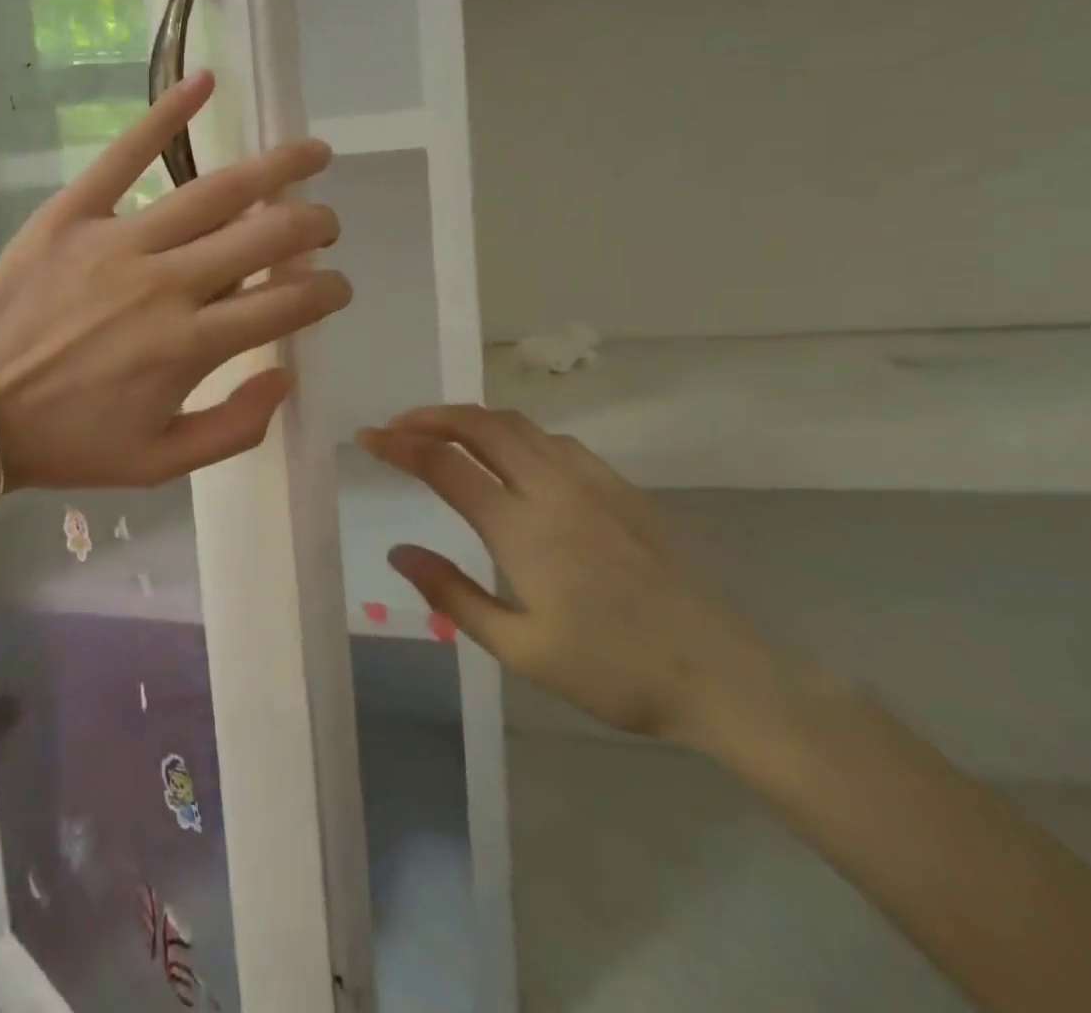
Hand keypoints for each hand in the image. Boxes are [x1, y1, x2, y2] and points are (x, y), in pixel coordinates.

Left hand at [0, 71, 350, 490]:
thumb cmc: (69, 443)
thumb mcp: (161, 463)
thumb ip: (236, 427)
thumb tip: (286, 374)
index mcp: (189, 347)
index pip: (285, 304)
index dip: (326, 293)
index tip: (338, 287)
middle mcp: (165, 284)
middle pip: (264, 237)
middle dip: (313, 226)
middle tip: (328, 223)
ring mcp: (118, 241)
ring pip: (215, 192)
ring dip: (276, 168)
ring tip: (312, 153)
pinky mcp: (72, 213)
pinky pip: (124, 154)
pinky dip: (166, 114)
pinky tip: (205, 80)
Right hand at [360, 406, 787, 748]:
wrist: (723, 674)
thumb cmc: (614, 670)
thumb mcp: (520, 649)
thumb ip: (452, 595)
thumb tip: (398, 553)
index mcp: (520, 526)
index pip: (443, 464)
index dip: (398, 445)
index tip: (367, 437)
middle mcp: (551, 487)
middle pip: (479, 424)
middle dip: (429, 416)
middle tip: (397, 427)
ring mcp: (590, 480)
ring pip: (517, 424)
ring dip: (471, 418)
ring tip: (442, 432)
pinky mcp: (619, 486)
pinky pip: (553, 439)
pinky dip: (514, 433)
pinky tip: (511, 456)